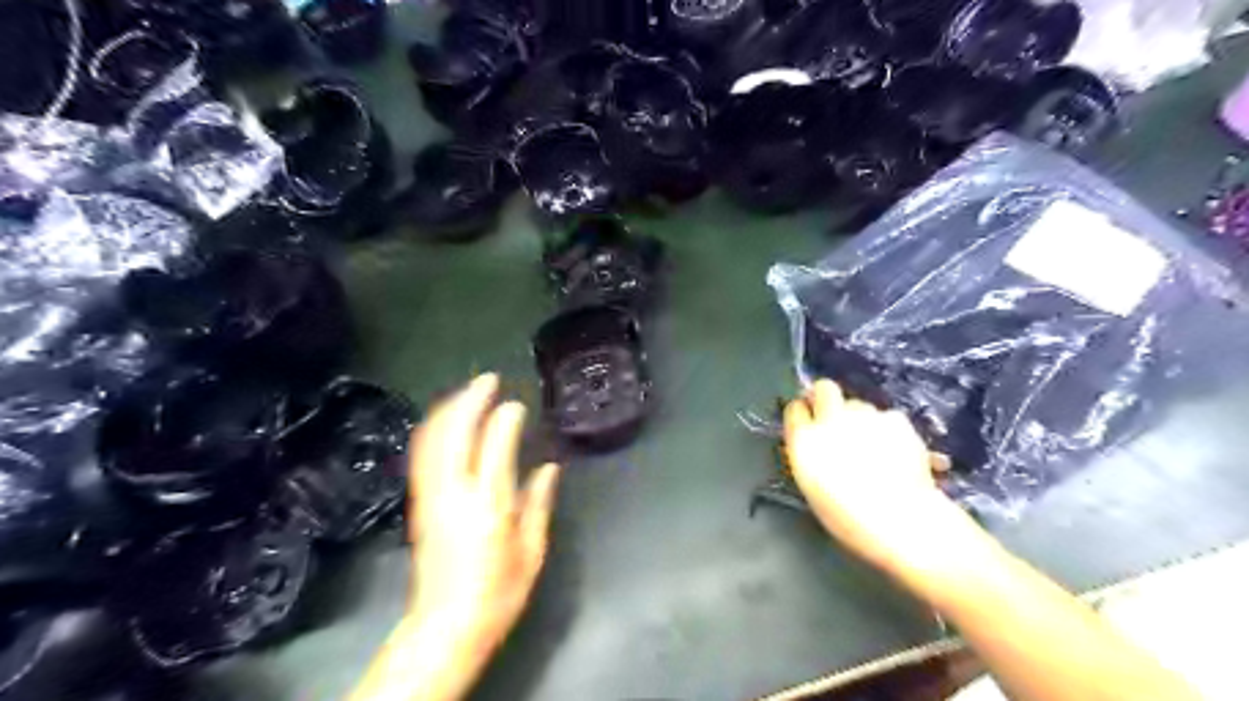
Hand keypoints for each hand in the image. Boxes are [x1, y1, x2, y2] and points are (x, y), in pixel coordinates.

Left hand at [405, 375, 562, 658]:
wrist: (445, 626)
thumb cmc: (498, 592)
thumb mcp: (532, 551)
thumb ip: (538, 503)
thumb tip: (547, 467)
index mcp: (488, 507)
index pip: (494, 447)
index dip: (505, 420)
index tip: (516, 404)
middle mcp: (454, 494)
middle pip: (455, 434)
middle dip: (470, 401)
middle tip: (488, 380)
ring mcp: (431, 497)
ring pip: (433, 440)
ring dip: (449, 410)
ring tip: (468, 392)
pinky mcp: (419, 503)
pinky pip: (422, 455)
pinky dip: (434, 429)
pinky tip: (446, 420)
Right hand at [783, 381, 959, 571]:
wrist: (901, 521)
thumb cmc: (848, 518)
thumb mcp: (813, 487)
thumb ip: (810, 455)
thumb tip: (816, 442)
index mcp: (804, 441)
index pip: (795, 409)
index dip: (803, 414)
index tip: (808, 421)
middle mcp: (830, 420)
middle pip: (824, 389)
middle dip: (827, 397)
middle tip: (836, 417)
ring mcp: (864, 416)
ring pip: (858, 403)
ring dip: (859, 417)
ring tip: (872, 444)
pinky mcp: (895, 419)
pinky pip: (886, 416)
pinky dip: (888, 429)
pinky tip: (897, 450)